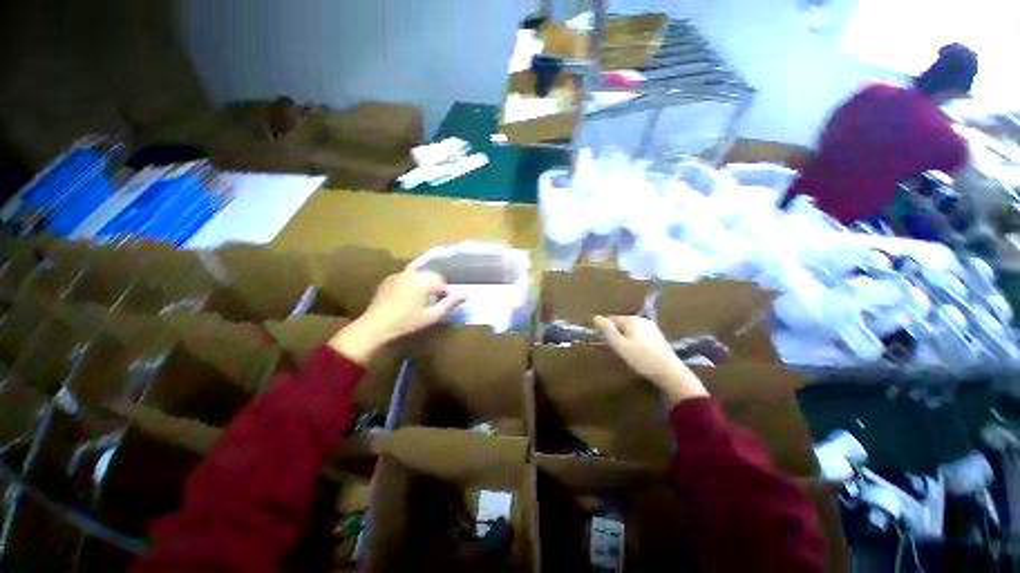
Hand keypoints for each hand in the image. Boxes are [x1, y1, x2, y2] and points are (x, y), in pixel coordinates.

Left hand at [330, 270, 465, 363]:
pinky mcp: (388, 280)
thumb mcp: (432, 315)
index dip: (444, 295)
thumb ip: (450, 303)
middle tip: (430, 305)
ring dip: (422, 286)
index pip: (442, 282)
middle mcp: (411, 273)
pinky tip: (405, 300)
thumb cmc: (407, 323)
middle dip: (434, 288)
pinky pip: (406, 278)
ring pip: (418, 277)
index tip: (439, 306)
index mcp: (423, 280)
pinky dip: (410, 285)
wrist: (375, 326)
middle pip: (431, 276)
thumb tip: (466, 294)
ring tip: (418, 303)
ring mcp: (398, 274)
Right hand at [593, 315, 707, 405]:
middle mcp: (642, 320)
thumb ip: (607, 331)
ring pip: (631, 331)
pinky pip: (639, 336)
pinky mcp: (658, 338)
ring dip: (624, 339)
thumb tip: (596, 317)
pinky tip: (636, 354)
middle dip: (615, 334)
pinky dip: (634, 342)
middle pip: (622, 324)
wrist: (670, 373)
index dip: (605, 329)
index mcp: (632, 319)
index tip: (602, 341)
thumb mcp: (620, 345)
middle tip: (613, 349)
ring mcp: (652, 328)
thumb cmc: (641, 358)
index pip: (612, 319)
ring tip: (624, 353)